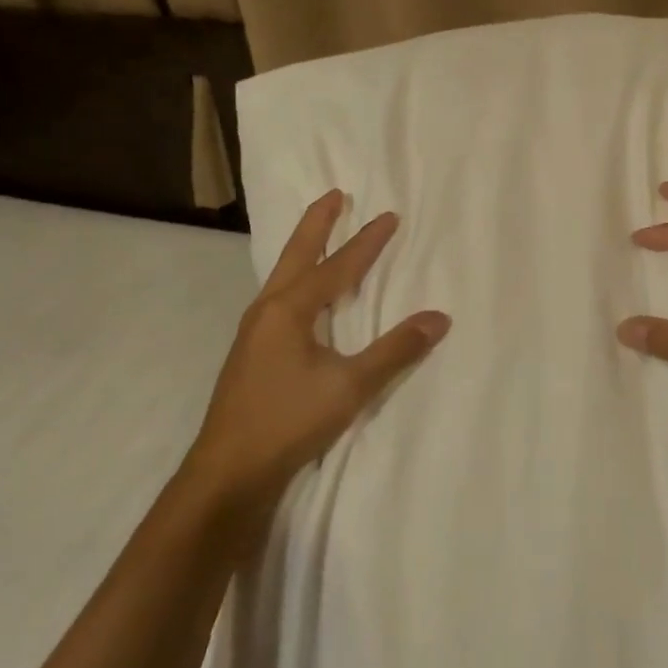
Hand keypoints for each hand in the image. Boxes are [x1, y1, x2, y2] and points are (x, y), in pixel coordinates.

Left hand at [185, 190, 450, 504]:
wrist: (227, 473)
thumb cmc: (287, 421)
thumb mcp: (349, 387)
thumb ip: (395, 351)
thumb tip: (439, 318)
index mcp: (289, 309)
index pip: (337, 266)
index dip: (366, 242)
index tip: (389, 216)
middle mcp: (268, 310)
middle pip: (297, 254)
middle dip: (318, 223)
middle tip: (335, 195)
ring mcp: (254, 331)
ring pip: (283, 275)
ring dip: (304, 248)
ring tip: (319, 234)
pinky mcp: (250, 352)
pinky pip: (278, 297)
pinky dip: (296, 278)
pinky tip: (300, 295)